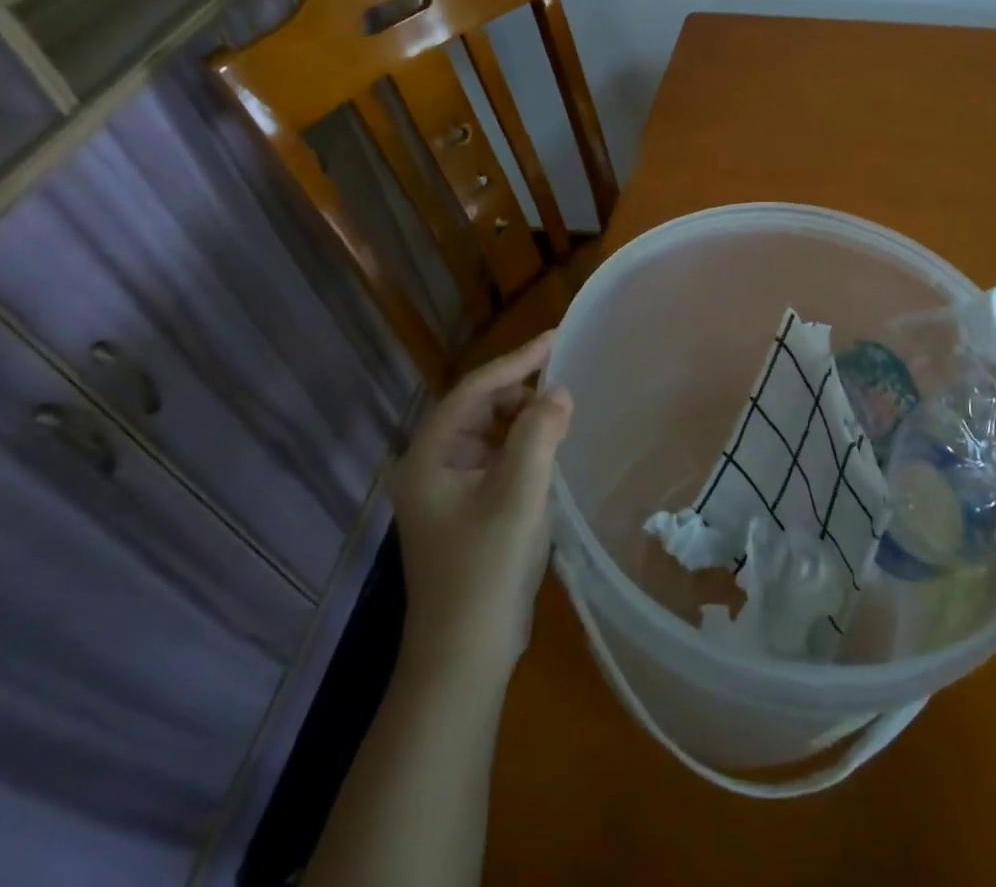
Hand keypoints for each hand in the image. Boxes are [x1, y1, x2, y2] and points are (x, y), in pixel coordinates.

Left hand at [392, 332, 573, 683]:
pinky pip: (496, 459)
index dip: (515, 361)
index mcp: (429, 457)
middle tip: (566, 386)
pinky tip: (550, 450)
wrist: (464, 657)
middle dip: (521, 393)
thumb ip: (540, 434)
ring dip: (525, 421)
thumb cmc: (485, 569)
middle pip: (479, 408)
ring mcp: (447, 490)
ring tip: (563, 418)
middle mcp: (431, 466)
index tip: (555, 338)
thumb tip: (559, 392)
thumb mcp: (519, 495)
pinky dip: (523, 447)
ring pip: (490, 433)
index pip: (473, 390)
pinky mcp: (465, 509)